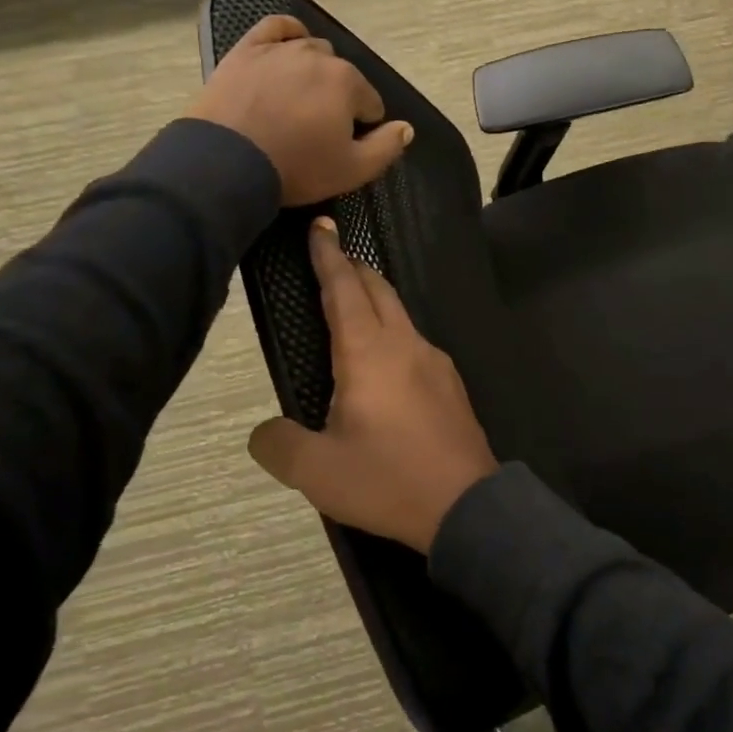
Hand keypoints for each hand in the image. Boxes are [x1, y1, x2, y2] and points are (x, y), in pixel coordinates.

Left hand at [191, 14, 413, 205]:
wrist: (226, 162)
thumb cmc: (296, 167)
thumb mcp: (353, 170)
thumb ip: (388, 147)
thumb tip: (406, 127)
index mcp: (348, 82)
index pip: (370, 104)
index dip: (362, 128)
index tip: (342, 146)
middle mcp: (319, 56)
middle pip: (342, 76)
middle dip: (338, 98)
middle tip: (318, 129)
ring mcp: (280, 49)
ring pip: (312, 51)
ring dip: (315, 72)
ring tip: (299, 100)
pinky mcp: (247, 50)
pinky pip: (276, 27)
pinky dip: (288, 33)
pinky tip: (290, 44)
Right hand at [248, 218, 498, 552]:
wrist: (467, 504)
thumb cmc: (387, 480)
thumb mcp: (317, 471)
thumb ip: (279, 445)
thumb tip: (265, 432)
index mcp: (368, 353)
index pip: (344, 289)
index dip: (328, 256)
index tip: (320, 227)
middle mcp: (405, 345)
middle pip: (379, 290)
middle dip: (353, 268)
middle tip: (333, 257)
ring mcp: (435, 362)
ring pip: (401, 314)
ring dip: (376, 299)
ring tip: (354, 304)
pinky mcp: (451, 384)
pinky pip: (415, 342)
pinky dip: (393, 331)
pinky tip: (386, 359)